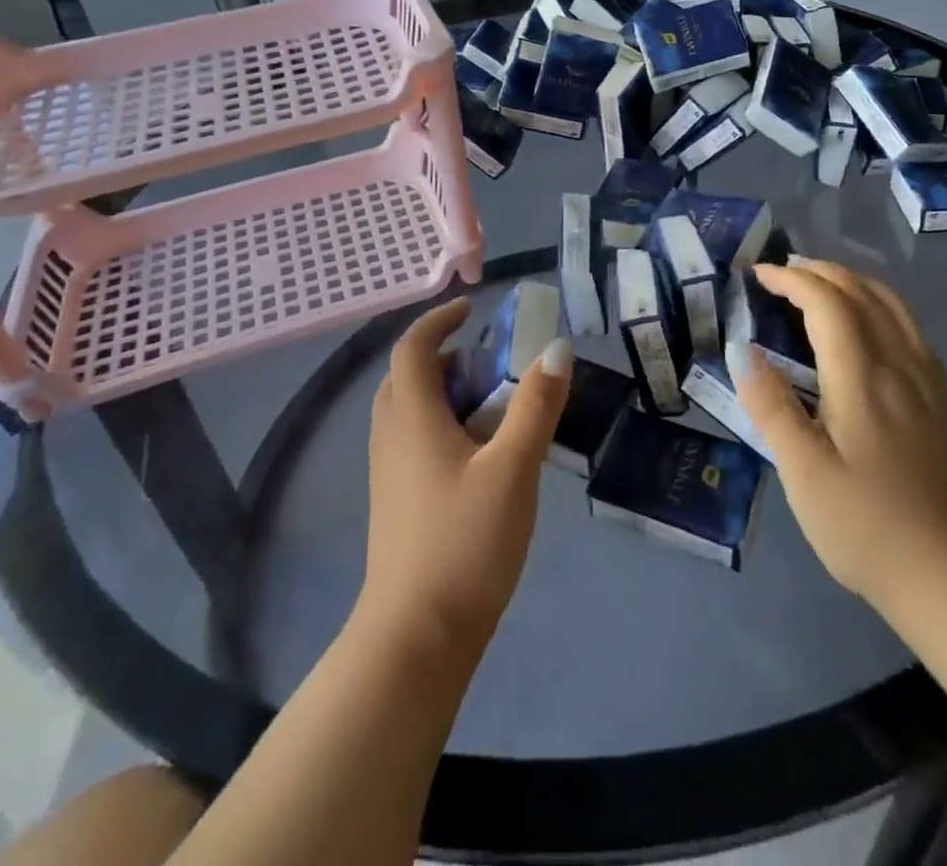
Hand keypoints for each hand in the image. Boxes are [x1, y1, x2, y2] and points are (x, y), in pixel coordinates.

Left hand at [358, 297, 572, 649]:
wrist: (416, 639)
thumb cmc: (464, 542)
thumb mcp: (514, 468)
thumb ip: (535, 405)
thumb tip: (557, 348)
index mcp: (412, 417)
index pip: (412, 347)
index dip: (438, 320)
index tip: (471, 308)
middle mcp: (392, 437)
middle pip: (408, 376)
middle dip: (445, 357)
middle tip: (490, 362)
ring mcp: (389, 473)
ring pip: (411, 411)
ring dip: (446, 392)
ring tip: (494, 405)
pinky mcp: (397, 501)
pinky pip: (415, 440)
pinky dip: (444, 425)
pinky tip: (481, 455)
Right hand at [738, 261, 946, 622]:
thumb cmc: (865, 526)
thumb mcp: (803, 472)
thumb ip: (772, 406)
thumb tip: (744, 351)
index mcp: (863, 379)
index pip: (828, 303)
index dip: (792, 280)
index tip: (756, 275)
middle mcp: (899, 366)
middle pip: (862, 293)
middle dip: (819, 271)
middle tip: (779, 273)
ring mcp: (924, 382)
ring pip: (891, 305)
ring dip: (851, 281)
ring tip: (817, 283)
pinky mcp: (936, 401)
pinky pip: (908, 327)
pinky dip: (879, 304)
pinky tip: (866, 322)